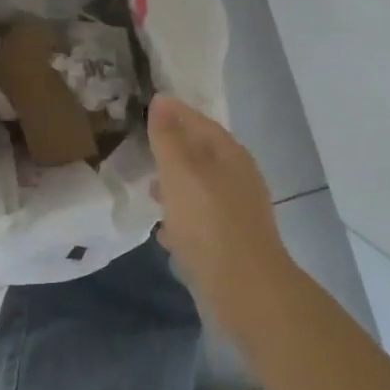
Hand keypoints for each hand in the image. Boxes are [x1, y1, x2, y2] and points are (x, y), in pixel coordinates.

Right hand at [148, 95, 289, 305]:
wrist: (245, 289)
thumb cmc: (208, 222)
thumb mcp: (180, 172)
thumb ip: (168, 137)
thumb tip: (162, 100)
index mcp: (229, 155)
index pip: (199, 122)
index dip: (175, 113)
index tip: (149, 107)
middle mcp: (238, 178)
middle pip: (202, 155)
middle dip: (174, 150)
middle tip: (145, 148)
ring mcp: (237, 212)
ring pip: (201, 188)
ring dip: (177, 186)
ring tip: (150, 190)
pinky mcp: (232, 243)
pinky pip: (202, 221)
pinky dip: (183, 218)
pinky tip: (165, 231)